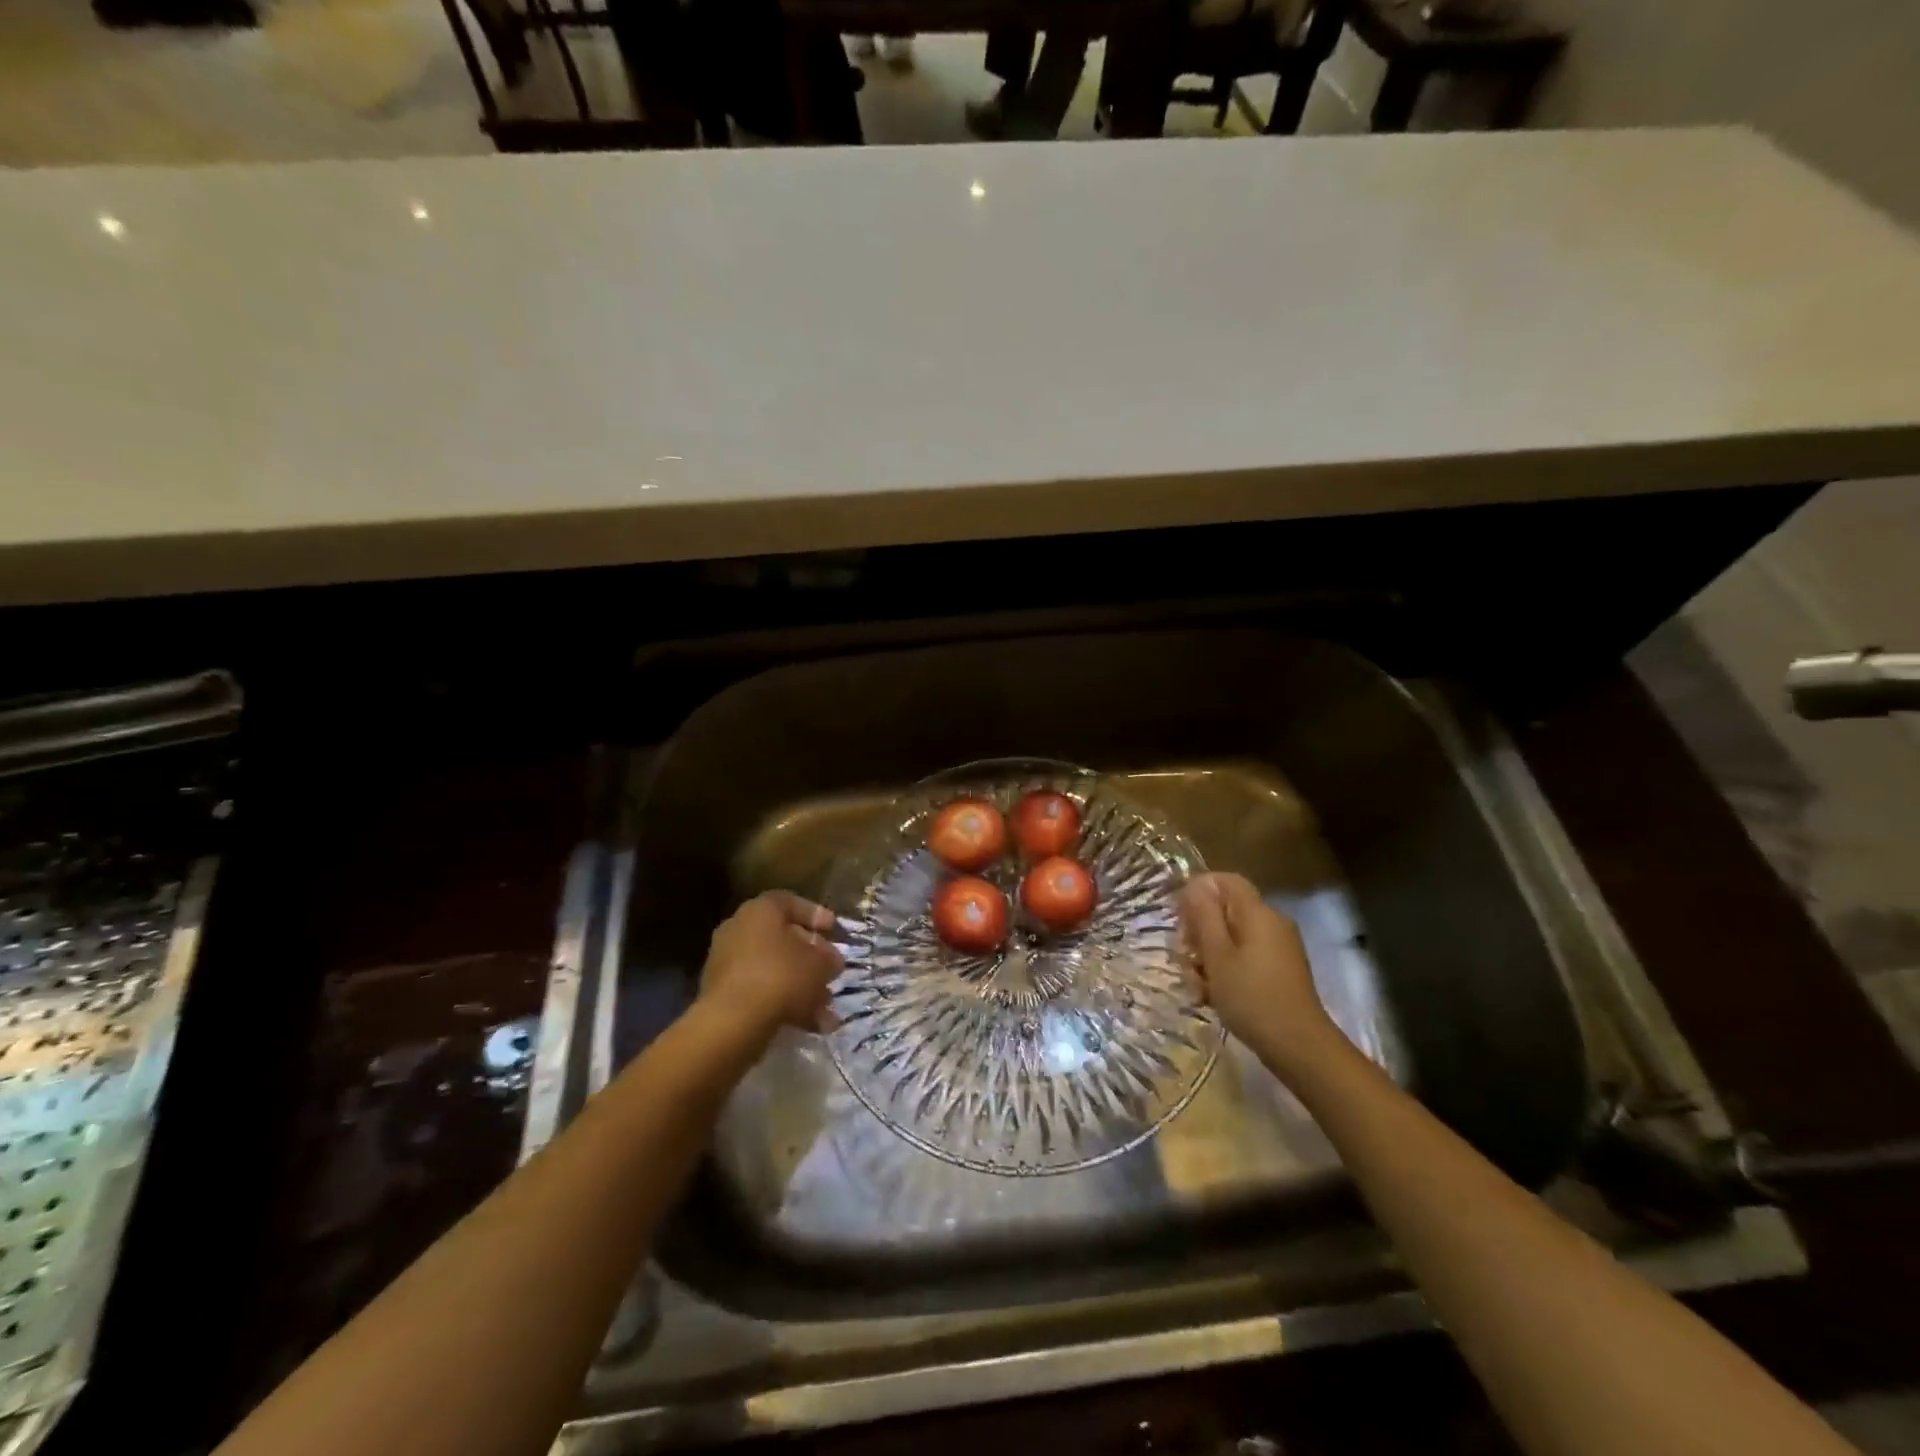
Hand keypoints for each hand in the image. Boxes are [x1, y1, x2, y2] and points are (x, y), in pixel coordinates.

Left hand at [698, 891, 842, 1042]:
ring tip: (824, 1006)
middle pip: (781, 938)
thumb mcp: (819, 964)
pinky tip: (807, 1023)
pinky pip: (759, 990)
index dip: (815, 915)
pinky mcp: (722, 994)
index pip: (790, 903)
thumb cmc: (781, 976)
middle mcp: (738, 929)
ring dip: (799, 984)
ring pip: (772, 968)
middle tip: (831, 970)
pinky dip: (782, 1003)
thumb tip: (832, 961)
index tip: (834, 930)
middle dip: (810, 956)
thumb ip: (829, 959)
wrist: (733, 1021)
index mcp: (760, 911)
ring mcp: (726, 962)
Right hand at [1179, 872, 1341, 1076]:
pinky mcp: (1279, 969)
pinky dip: (1226, 969)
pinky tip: (1213, 995)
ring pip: (1232, 937)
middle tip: (1184, 959)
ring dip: (1209, 956)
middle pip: (1226, 910)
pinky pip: (1245, 956)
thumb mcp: (1217, 956)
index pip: (1225, 881)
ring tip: (1197, 986)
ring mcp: (1278, 947)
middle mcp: (1271, 923)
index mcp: (1258, 913)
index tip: (1179, 918)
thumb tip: (1195, 884)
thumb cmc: (1251, 997)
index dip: (1198, 890)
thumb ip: (1204, 916)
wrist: (1299, 1047)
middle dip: (1199, 931)